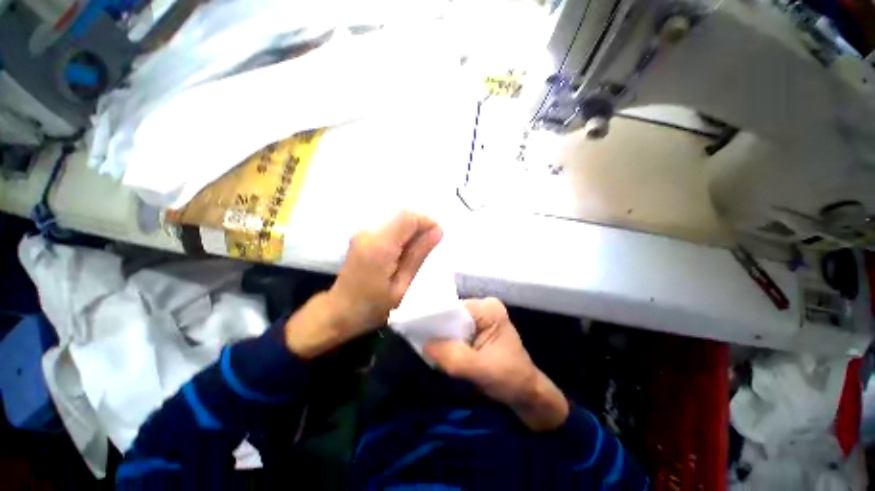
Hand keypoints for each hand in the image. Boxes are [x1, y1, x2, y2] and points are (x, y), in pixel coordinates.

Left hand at [285, 211, 442, 358]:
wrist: (339, 311)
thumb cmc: (373, 305)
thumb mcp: (402, 285)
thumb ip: (418, 255)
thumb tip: (437, 231)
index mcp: (380, 245)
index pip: (408, 217)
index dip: (427, 222)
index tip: (437, 237)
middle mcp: (369, 233)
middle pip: (402, 217)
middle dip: (420, 228)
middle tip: (427, 250)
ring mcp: (363, 233)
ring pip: (397, 222)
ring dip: (411, 233)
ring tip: (415, 256)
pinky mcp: (362, 237)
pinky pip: (389, 229)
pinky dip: (401, 236)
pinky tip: (402, 255)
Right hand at [425, 298, 568, 431]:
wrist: (525, 393)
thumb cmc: (509, 379)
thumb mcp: (480, 369)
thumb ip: (452, 356)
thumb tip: (425, 344)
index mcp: (488, 308)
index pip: (454, 308)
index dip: (436, 320)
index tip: (418, 333)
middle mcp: (483, 307)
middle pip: (451, 314)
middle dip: (438, 331)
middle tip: (423, 345)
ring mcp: (479, 317)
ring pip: (451, 324)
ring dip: (442, 338)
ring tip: (431, 351)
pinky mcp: (476, 328)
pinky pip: (455, 331)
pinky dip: (447, 342)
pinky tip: (442, 353)